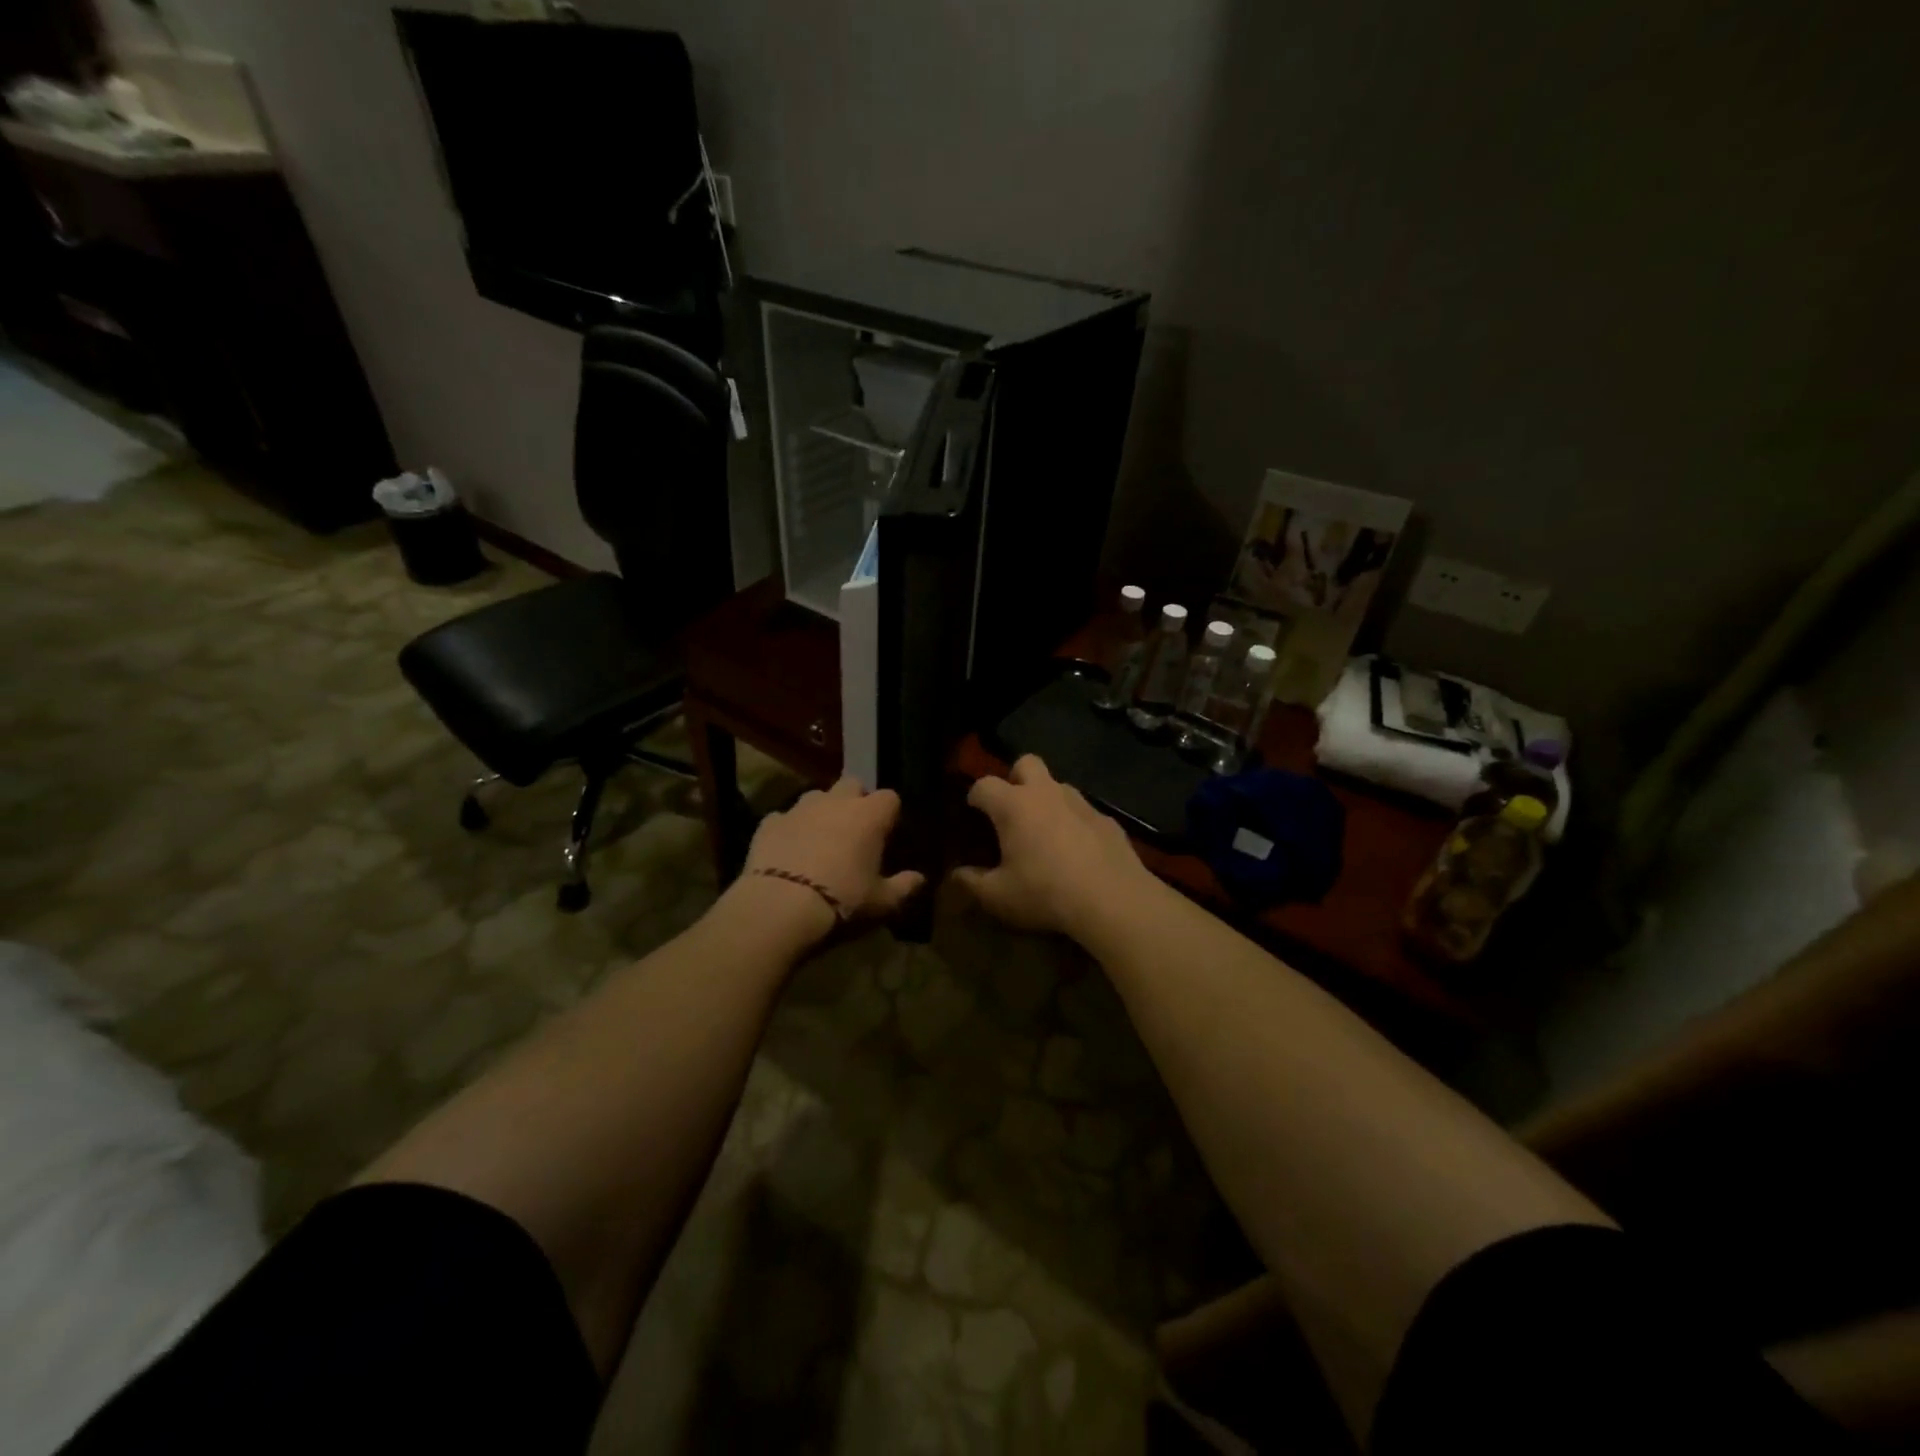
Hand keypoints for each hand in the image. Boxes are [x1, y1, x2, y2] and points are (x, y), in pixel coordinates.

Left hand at [724, 776, 925, 946]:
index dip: (889, 813)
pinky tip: (788, 850)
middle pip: (852, 784)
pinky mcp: (769, 823)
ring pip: (816, 796)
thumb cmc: (842, 900)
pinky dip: (789, 829)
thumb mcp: (882, 902)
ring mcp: (799, 808)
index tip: (887, 833)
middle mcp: (836, 802)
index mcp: (869, 815)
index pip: (890, 798)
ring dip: (821, 811)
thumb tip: (920, 879)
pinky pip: (783, 818)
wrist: (780, 907)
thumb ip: (904, 887)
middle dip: (855, 800)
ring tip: (820, 838)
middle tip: (855, 830)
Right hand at [953, 755, 1154, 940]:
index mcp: (1014, 806)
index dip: (975, 796)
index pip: (984, 785)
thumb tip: (956, 875)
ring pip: (1058, 786)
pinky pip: (1083, 811)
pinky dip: (1074, 822)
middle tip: (1012, 809)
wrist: (1113, 900)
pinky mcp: (1107, 819)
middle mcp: (1046, 793)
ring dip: (1047, 800)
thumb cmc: (1045, 893)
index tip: (973, 812)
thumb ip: (972, 883)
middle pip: (1026, 763)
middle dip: (1015, 778)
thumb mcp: (999, 896)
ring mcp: (1081, 803)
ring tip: (1044, 833)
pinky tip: (1077, 851)